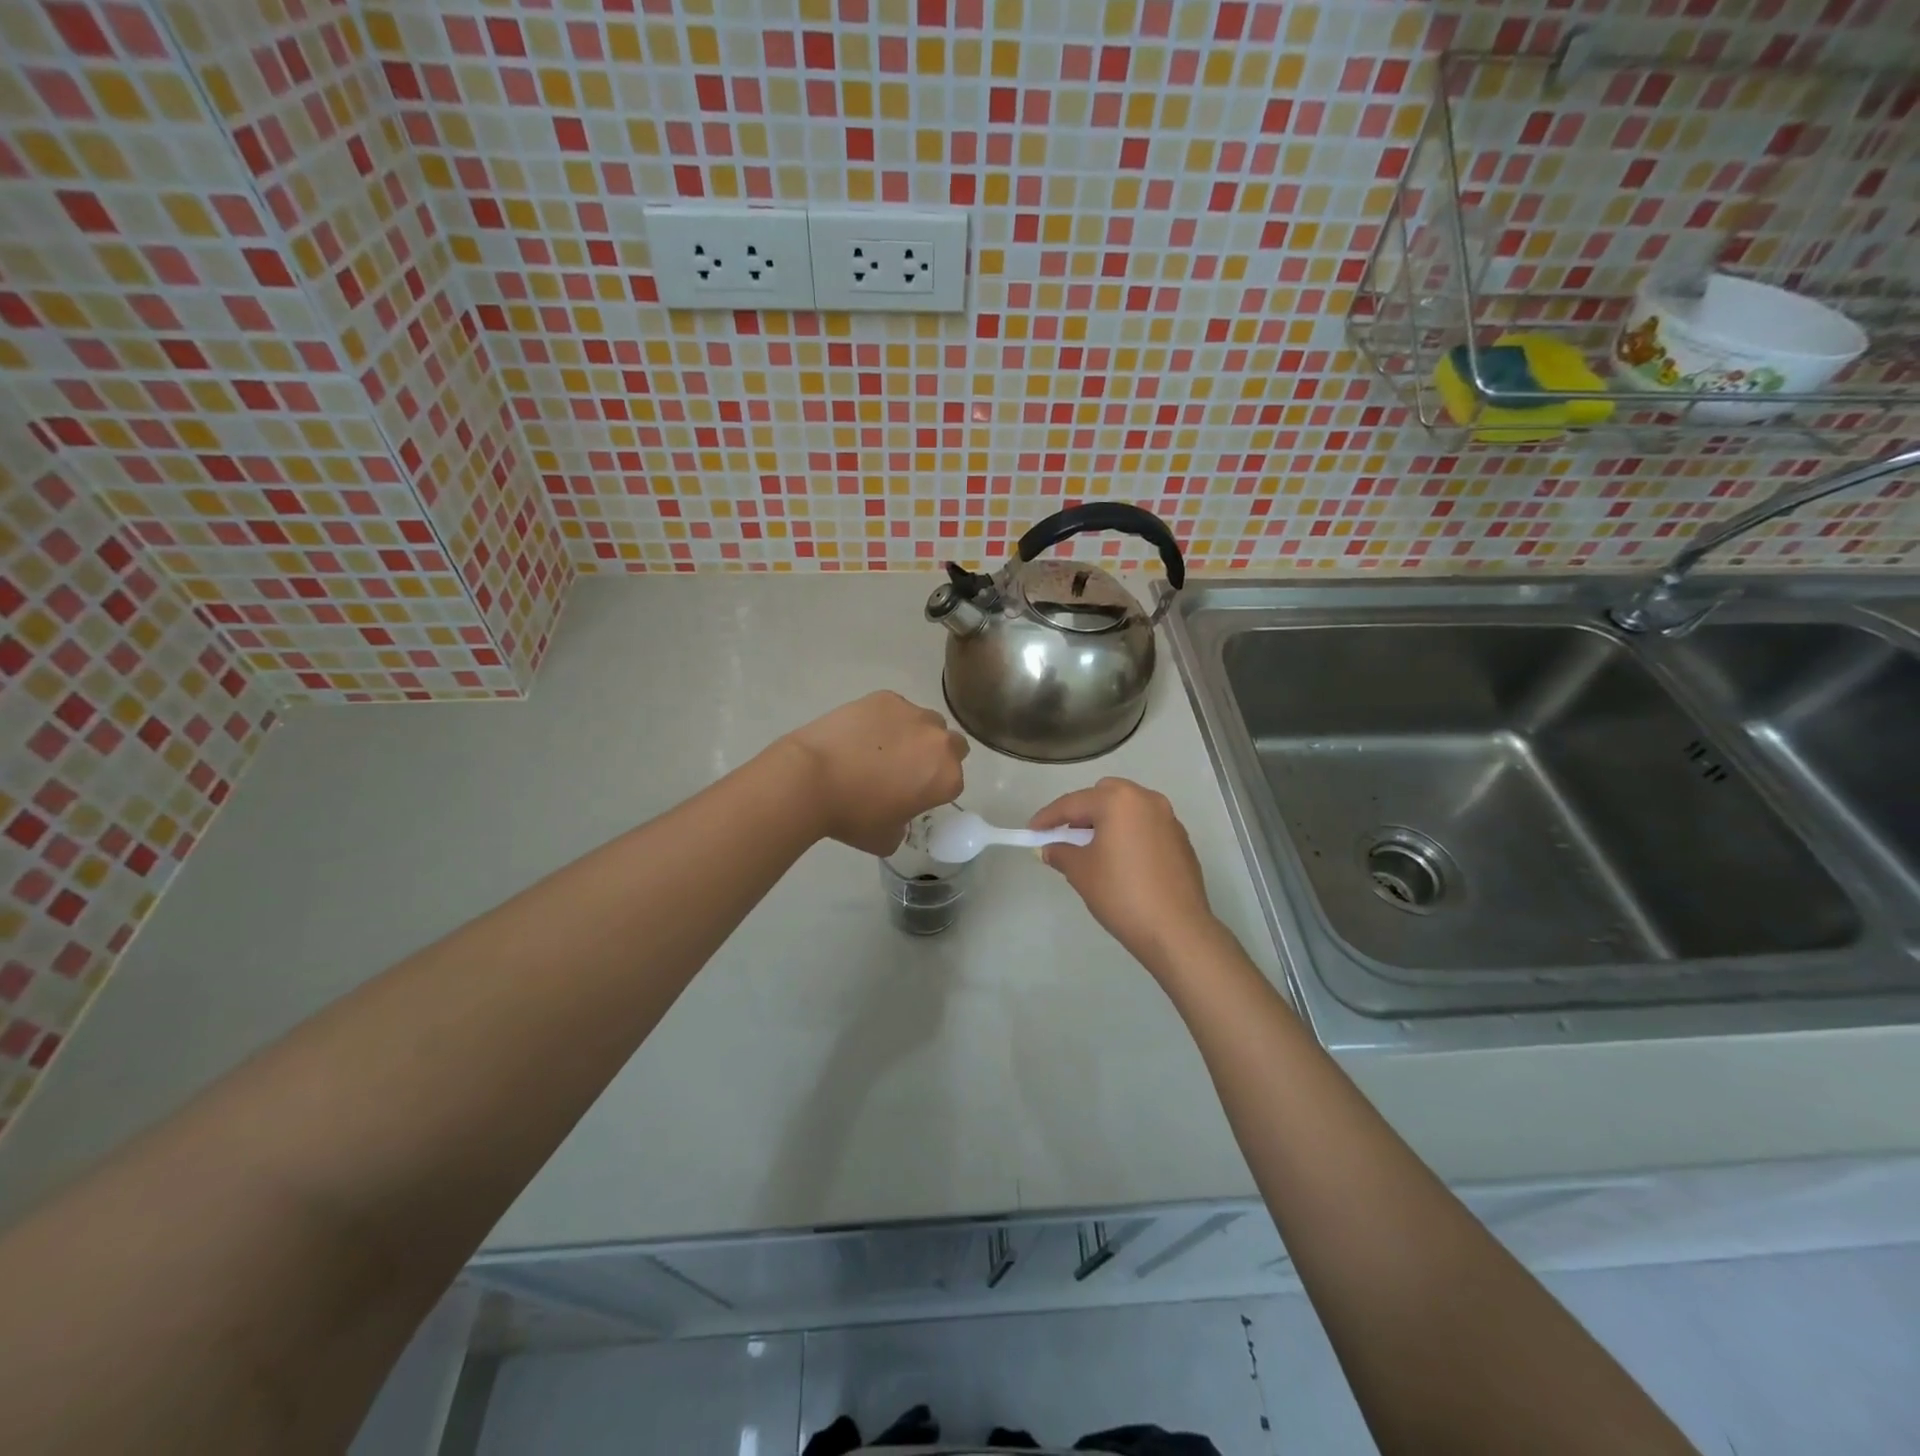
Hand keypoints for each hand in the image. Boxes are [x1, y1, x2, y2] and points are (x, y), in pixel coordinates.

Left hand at [782, 692, 968, 854]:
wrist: (811, 777)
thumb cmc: (852, 815)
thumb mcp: (886, 838)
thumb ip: (903, 825)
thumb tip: (897, 817)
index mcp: (946, 778)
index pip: (953, 782)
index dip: (934, 790)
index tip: (914, 795)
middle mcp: (938, 741)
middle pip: (952, 744)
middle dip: (935, 755)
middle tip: (906, 768)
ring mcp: (912, 714)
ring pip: (926, 722)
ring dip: (914, 734)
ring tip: (881, 747)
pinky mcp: (885, 698)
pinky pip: (896, 708)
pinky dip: (885, 719)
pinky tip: (860, 733)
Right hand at [1030, 777, 1220, 975]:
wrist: (1176, 930)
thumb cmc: (1122, 894)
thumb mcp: (1081, 872)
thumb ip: (1061, 852)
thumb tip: (1051, 848)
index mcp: (1119, 801)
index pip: (1073, 803)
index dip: (1048, 817)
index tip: (1031, 831)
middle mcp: (1147, 800)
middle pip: (1105, 794)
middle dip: (1083, 811)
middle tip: (1067, 835)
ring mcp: (1169, 819)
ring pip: (1129, 808)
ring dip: (1108, 821)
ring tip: (1093, 849)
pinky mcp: (1181, 840)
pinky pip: (1146, 826)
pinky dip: (1129, 833)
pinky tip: (1122, 861)